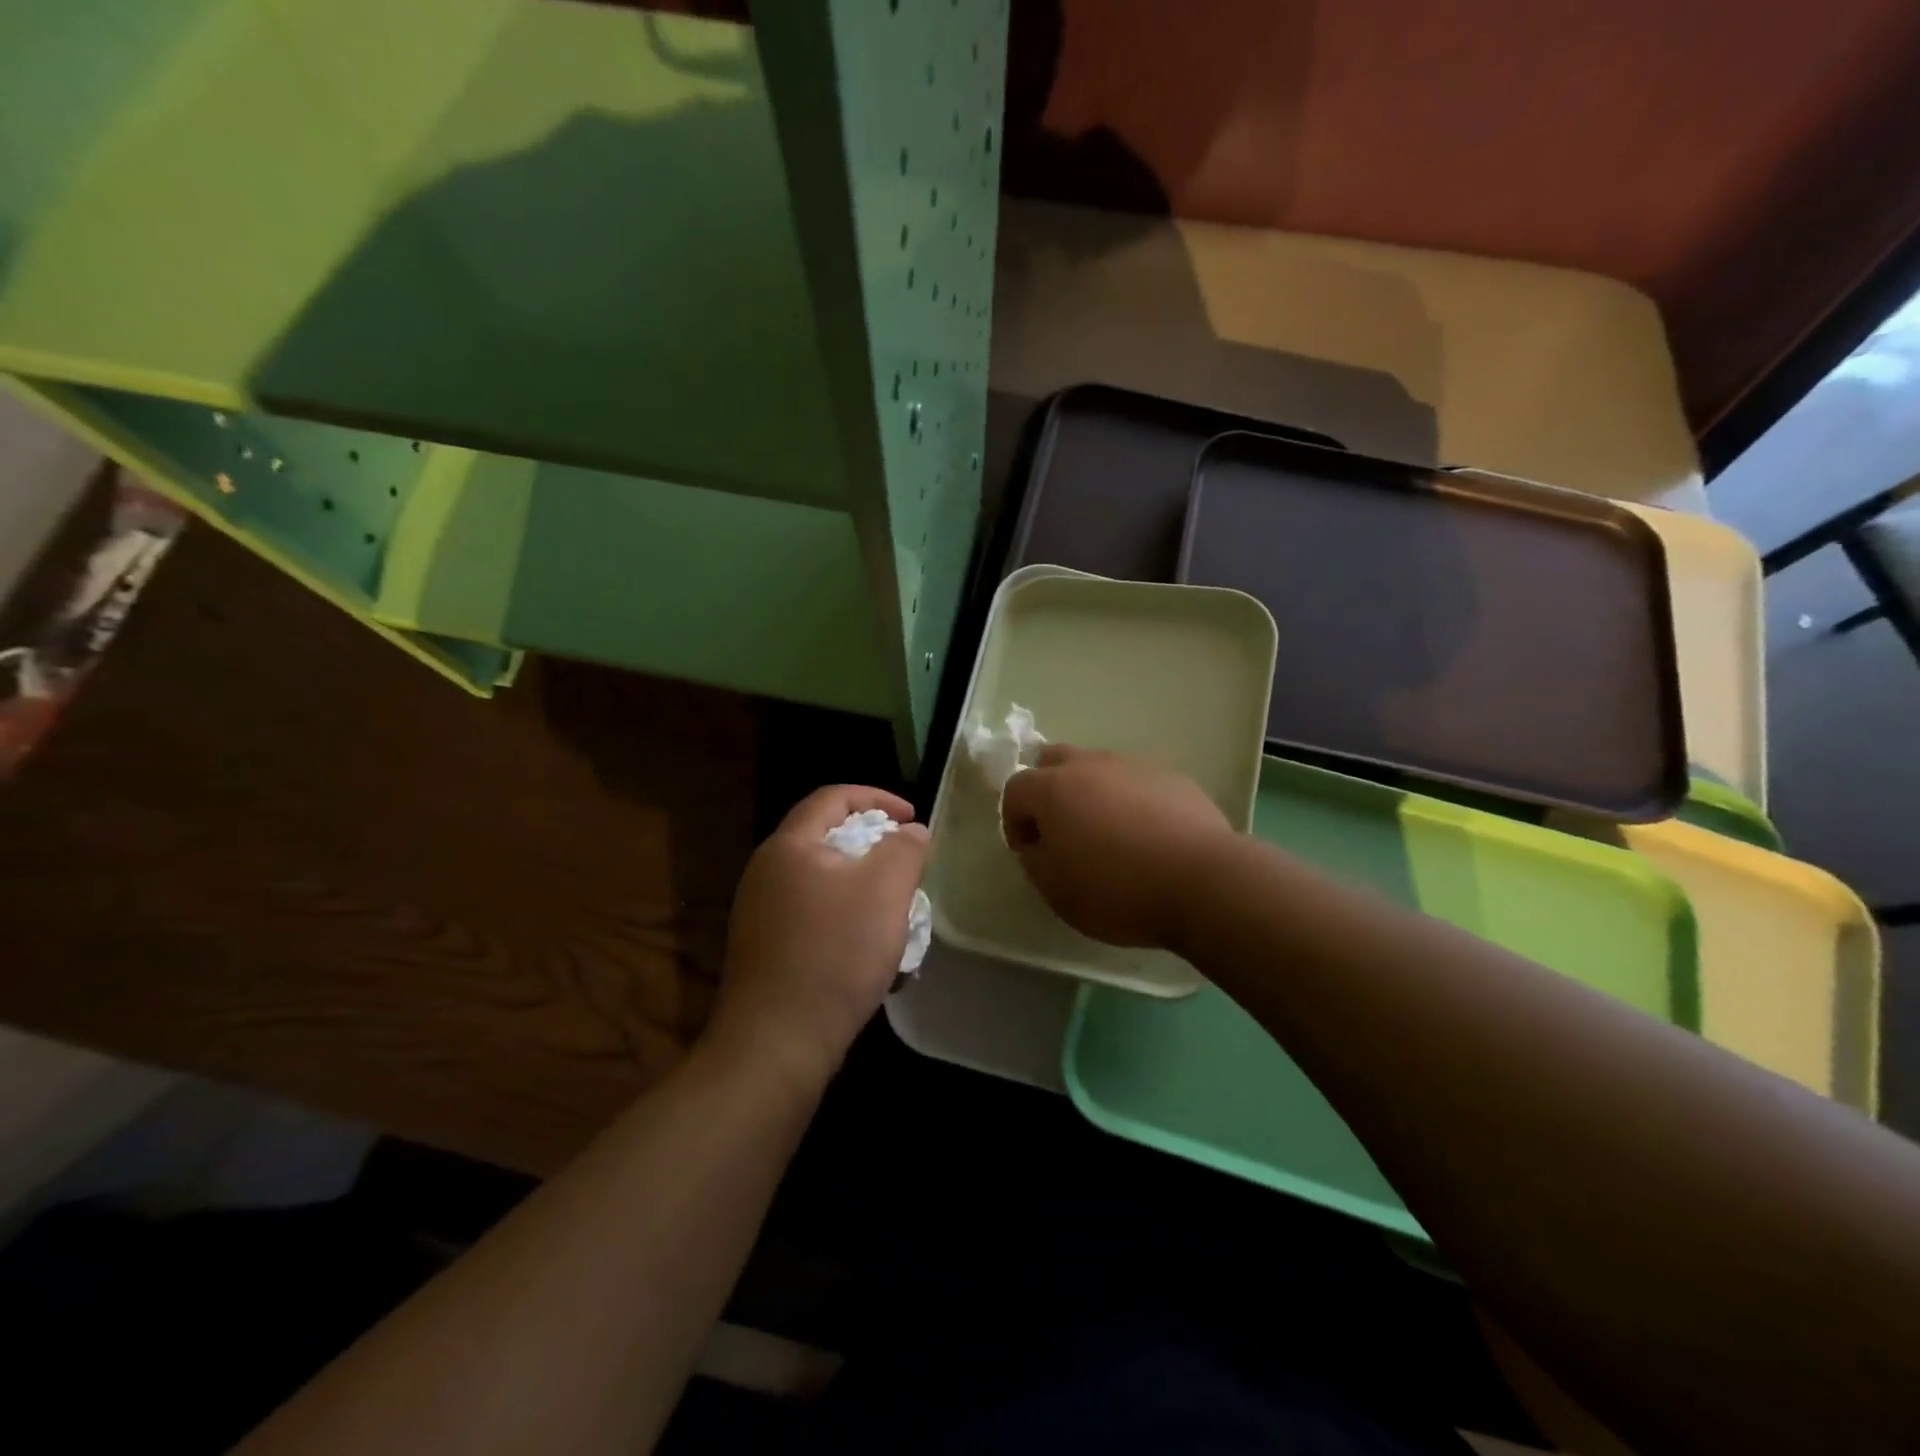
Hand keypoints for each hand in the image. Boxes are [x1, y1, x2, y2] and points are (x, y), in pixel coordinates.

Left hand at [707, 785, 927, 1088]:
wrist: (776, 1044)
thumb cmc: (834, 954)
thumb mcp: (885, 890)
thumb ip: (904, 849)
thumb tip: (911, 832)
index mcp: (789, 846)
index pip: (832, 797)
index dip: (877, 798)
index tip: (912, 817)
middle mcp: (766, 872)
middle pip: (824, 837)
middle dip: (872, 844)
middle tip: (905, 863)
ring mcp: (759, 913)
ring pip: (820, 880)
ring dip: (861, 885)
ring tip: (893, 908)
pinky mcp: (764, 950)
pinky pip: (811, 915)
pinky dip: (843, 917)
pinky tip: (866, 949)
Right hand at [999, 746, 1231, 949]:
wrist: (1203, 881)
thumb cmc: (1117, 890)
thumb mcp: (1056, 890)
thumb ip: (1034, 859)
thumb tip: (1037, 842)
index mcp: (1053, 788)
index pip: (1015, 788)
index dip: (1013, 820)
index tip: (1029, 851)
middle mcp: (1091, 765)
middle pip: (1054, 760)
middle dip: (1047, 790)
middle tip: (1060, 829)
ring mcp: (1135, 766)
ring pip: (1099, 768)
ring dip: (1091, 793)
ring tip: (1108, 835)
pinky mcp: (1173, 778)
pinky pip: (1137, 782)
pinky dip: (1130, 801)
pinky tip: (1147, 836)